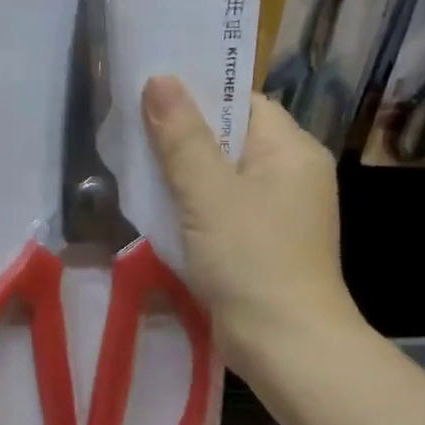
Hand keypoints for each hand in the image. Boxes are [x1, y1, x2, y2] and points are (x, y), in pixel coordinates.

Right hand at [141, 78, 363, 370]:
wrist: (284, 344)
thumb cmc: (250, 259)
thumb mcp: (207, 193)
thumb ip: (181, 137)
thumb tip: (159, 80)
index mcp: (291, 151)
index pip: (244, 102)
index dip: (200, 94)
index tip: (151, 94)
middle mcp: (292, 175)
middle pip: (231, 139)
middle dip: (183, 136)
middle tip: (132, 130)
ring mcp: (279, 213)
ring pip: (223, 177)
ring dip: (183, 174)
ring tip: (136, 166)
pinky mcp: (262, 244)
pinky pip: (223, 209)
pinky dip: (193, 206)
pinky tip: (160, 210)